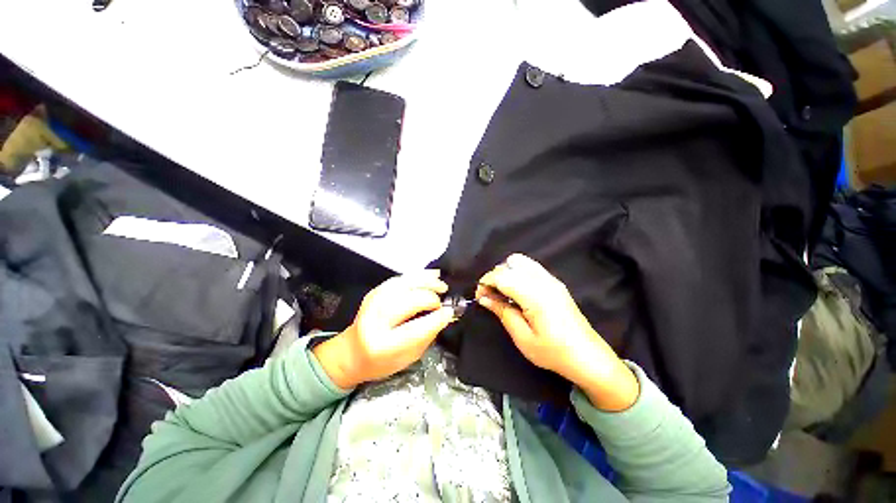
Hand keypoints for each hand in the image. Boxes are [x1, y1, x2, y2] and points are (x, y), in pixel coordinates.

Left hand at [313, 271, 455, 388]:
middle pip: (408, 302)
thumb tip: (444, 314)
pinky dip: (417, 275)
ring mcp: (372, 302)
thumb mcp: (408, 357)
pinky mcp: (374, 291)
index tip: (450, 312)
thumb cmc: (382, 361)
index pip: (414, 329)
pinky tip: (431, 275)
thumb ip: (427, 335)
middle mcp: (374, 320)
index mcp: (382, 345)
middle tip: (443, 300)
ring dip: (426, 282)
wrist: (352, 352)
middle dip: (431, 298)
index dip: (436, 318)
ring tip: (441, 285)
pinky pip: (400, 278)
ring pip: (404, 285)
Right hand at [477, 254, 638, 410]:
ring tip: (502, 292)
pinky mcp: (555, 282)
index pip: (503, 276)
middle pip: (511, 263)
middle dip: (495, 275)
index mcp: (535, 295)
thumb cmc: (554, 352)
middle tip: (490, 295)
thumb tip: (484, 298)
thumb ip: (502, 312)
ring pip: (521, 261)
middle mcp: (544, 281)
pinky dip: (518, 272)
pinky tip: (516, 291)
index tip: (479, 296)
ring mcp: (551, 279)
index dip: (486, 282)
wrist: (588, 357)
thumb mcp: (523, 338)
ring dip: (506, 272)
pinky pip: (530, 267)